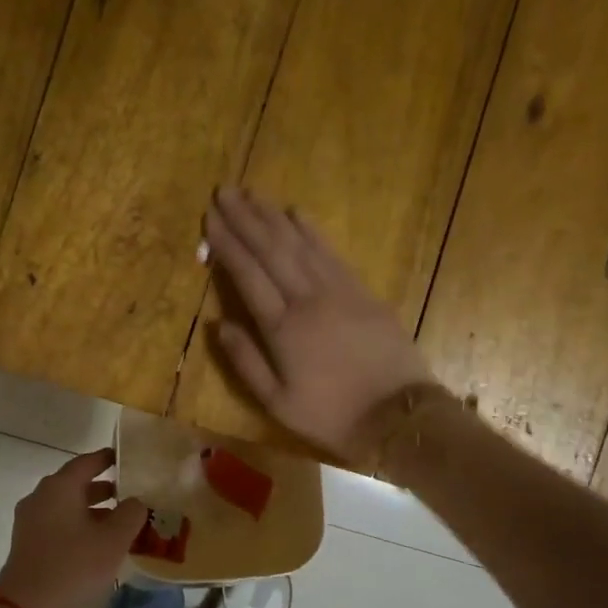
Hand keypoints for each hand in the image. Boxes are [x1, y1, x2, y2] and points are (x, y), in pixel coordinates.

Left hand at [0, 448, 147, 607]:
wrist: (28, 606)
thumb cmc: (74, 564)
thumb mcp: (114, 539)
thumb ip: (131, 514)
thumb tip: (136, 502)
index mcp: (59, 487)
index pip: (86, 462)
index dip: (107, 459)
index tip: (125, 458)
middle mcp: (41, 497)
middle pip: (75, 484)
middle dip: (103, 488)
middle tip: (129, 494)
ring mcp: (30, 521)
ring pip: (66, 506)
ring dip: (91, 510)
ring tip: (118, 522)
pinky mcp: (27, 543)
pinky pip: (57, 524)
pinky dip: (77, 525)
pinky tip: (96, 543)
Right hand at [204, 186, 435, 459]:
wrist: (398, 415)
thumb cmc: (331, 415)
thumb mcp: (277, 402)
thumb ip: (245, 361)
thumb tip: (218, 324)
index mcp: (282, 328)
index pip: (248, 275)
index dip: (227, 244)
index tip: (210, 219)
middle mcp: (307, 299)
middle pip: (271, 250)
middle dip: (245, 219)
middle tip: (224, 192)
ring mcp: (339, 291)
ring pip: (300, 244)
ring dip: (273, 217)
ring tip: (252, 194)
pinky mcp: (363, 292)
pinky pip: (331, 253)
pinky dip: (312, 230)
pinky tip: (297, 213)